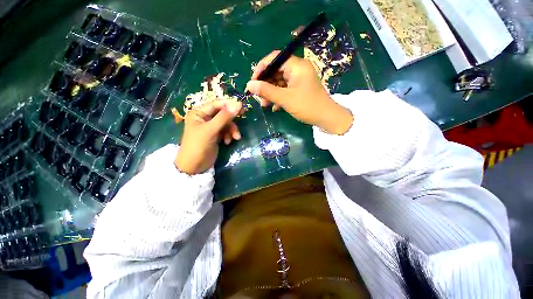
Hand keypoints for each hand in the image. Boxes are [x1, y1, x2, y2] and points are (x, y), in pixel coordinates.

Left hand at [175, 100, 241, 174]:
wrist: (195, 166)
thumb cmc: (198, 145)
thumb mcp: (211, 130)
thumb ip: (224, 117)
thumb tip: (238, 104)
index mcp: (198, 113)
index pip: (216, 104)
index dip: (229, 104)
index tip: (242, 106)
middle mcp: (204, 118)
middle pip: (222, 113)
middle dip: (231, 120)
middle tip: (243, 116)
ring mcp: (211, 127)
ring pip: (226, 123)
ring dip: (232, 130)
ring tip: (235, 138)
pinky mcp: (216, 135)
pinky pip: (226, 131)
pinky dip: (229, 135)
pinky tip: (227, 142)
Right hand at [246, 51, 352, 134]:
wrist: (326, 118)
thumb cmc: (307, 106)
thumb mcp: (285, 99)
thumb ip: (266, 91)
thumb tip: (249, 85)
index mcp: (297, 66)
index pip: (274, 58)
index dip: (261, 68)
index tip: (253, 81)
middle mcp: (298, 69)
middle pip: (276, 71)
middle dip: (265, 84)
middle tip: (257, 96)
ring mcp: (299, 80)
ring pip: (279, 82)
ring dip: (271, 93)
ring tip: (264, 104)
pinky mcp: (299, 89)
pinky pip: (285, 89)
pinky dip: (278, 97)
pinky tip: (274, 107)